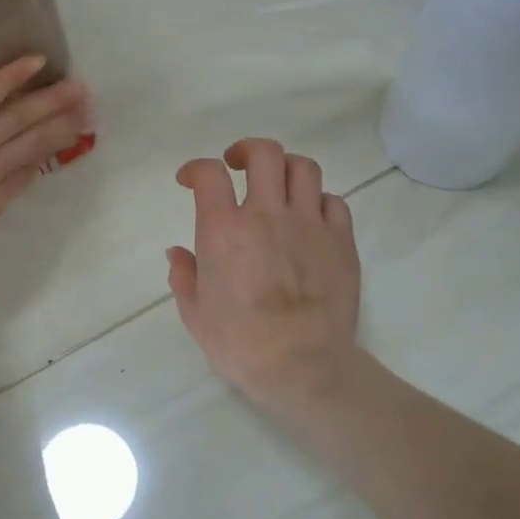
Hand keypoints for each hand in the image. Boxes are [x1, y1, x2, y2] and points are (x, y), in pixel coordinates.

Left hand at [0, 56, 90, 285]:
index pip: (28, 171)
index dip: (51, 152)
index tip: (69, 138)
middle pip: (36, 142)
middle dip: (65, 123)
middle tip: (90, 106)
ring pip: (20, 118)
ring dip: (52, 101)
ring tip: (78, 87)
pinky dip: (11, 77)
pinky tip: (35, 62)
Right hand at [167, 138, 360, 415]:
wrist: (302, 368)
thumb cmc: (240, 344)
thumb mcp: (195, 313)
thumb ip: (183, 275)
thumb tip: (178, 253)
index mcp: (224, 229)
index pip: (209, 173)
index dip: (196, 168)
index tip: (190, 180)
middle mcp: (266, 214)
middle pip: (263, 153)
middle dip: (245, 150)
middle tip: (237, 166)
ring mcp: (309, 224)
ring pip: (303, 168)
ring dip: (285, 170)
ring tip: (276, 186)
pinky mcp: (341, 241)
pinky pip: (333, 201)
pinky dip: (317, 202)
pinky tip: (309, 219)